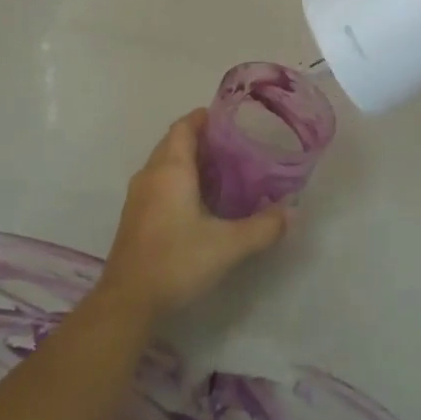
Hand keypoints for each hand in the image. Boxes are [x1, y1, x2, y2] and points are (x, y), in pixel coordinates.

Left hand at [96, 110, 290, 322]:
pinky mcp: (134, 216)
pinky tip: (199, 201)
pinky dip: (178, 180)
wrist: (128, 302)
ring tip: (222, 170)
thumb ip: (263, 227)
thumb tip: (292, 212)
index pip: (184, 126)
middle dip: (201, 138)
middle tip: (234, 145)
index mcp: (171, 169)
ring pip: (164, 163)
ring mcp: (138, 196)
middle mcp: (150, 174)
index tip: (230, 118)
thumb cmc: (177, 261)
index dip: (204, 117)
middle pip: (174, 142)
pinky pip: (158, 182)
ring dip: (188, 160)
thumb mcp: (228, 246)